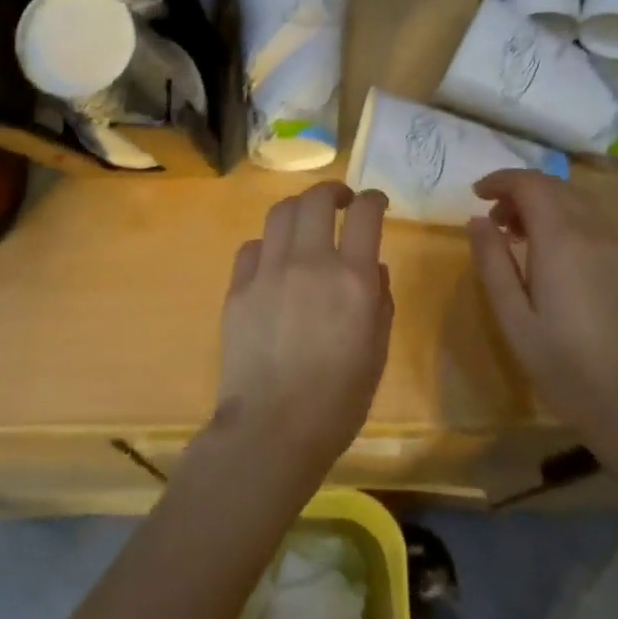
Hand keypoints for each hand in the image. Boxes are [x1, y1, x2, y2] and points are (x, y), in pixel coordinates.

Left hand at [214, 182, 394, 471]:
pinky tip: (273, 261)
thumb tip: (373, 268)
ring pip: (280, 213)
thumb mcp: (377, 351)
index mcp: (352, 278)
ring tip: (306, 222)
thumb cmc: (339, 399)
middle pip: (316, 199)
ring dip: (298, 208)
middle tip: (340, 201)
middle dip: (332, 191)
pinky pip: (252, 247)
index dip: (372, 199)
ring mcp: (268, 271)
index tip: (375, 202)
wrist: (273, 427)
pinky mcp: (237, 288)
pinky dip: (268, 244)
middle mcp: (309, 262)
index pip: (365, 213)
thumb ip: (380, 301)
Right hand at [466, 169, 617, 443]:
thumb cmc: (561, 362)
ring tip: (522, 237)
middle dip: (521, 192)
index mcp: (562, 240)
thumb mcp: (512, 315)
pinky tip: (557, 258)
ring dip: (546, 205)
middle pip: (556, 187)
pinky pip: (597, 225)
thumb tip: (478, 221)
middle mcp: (595, 232)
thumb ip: (492, 261)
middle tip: (496, 221)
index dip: (501, 180)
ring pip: (580, 204)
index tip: (478, 194)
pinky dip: (569, 222)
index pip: (531, 185)